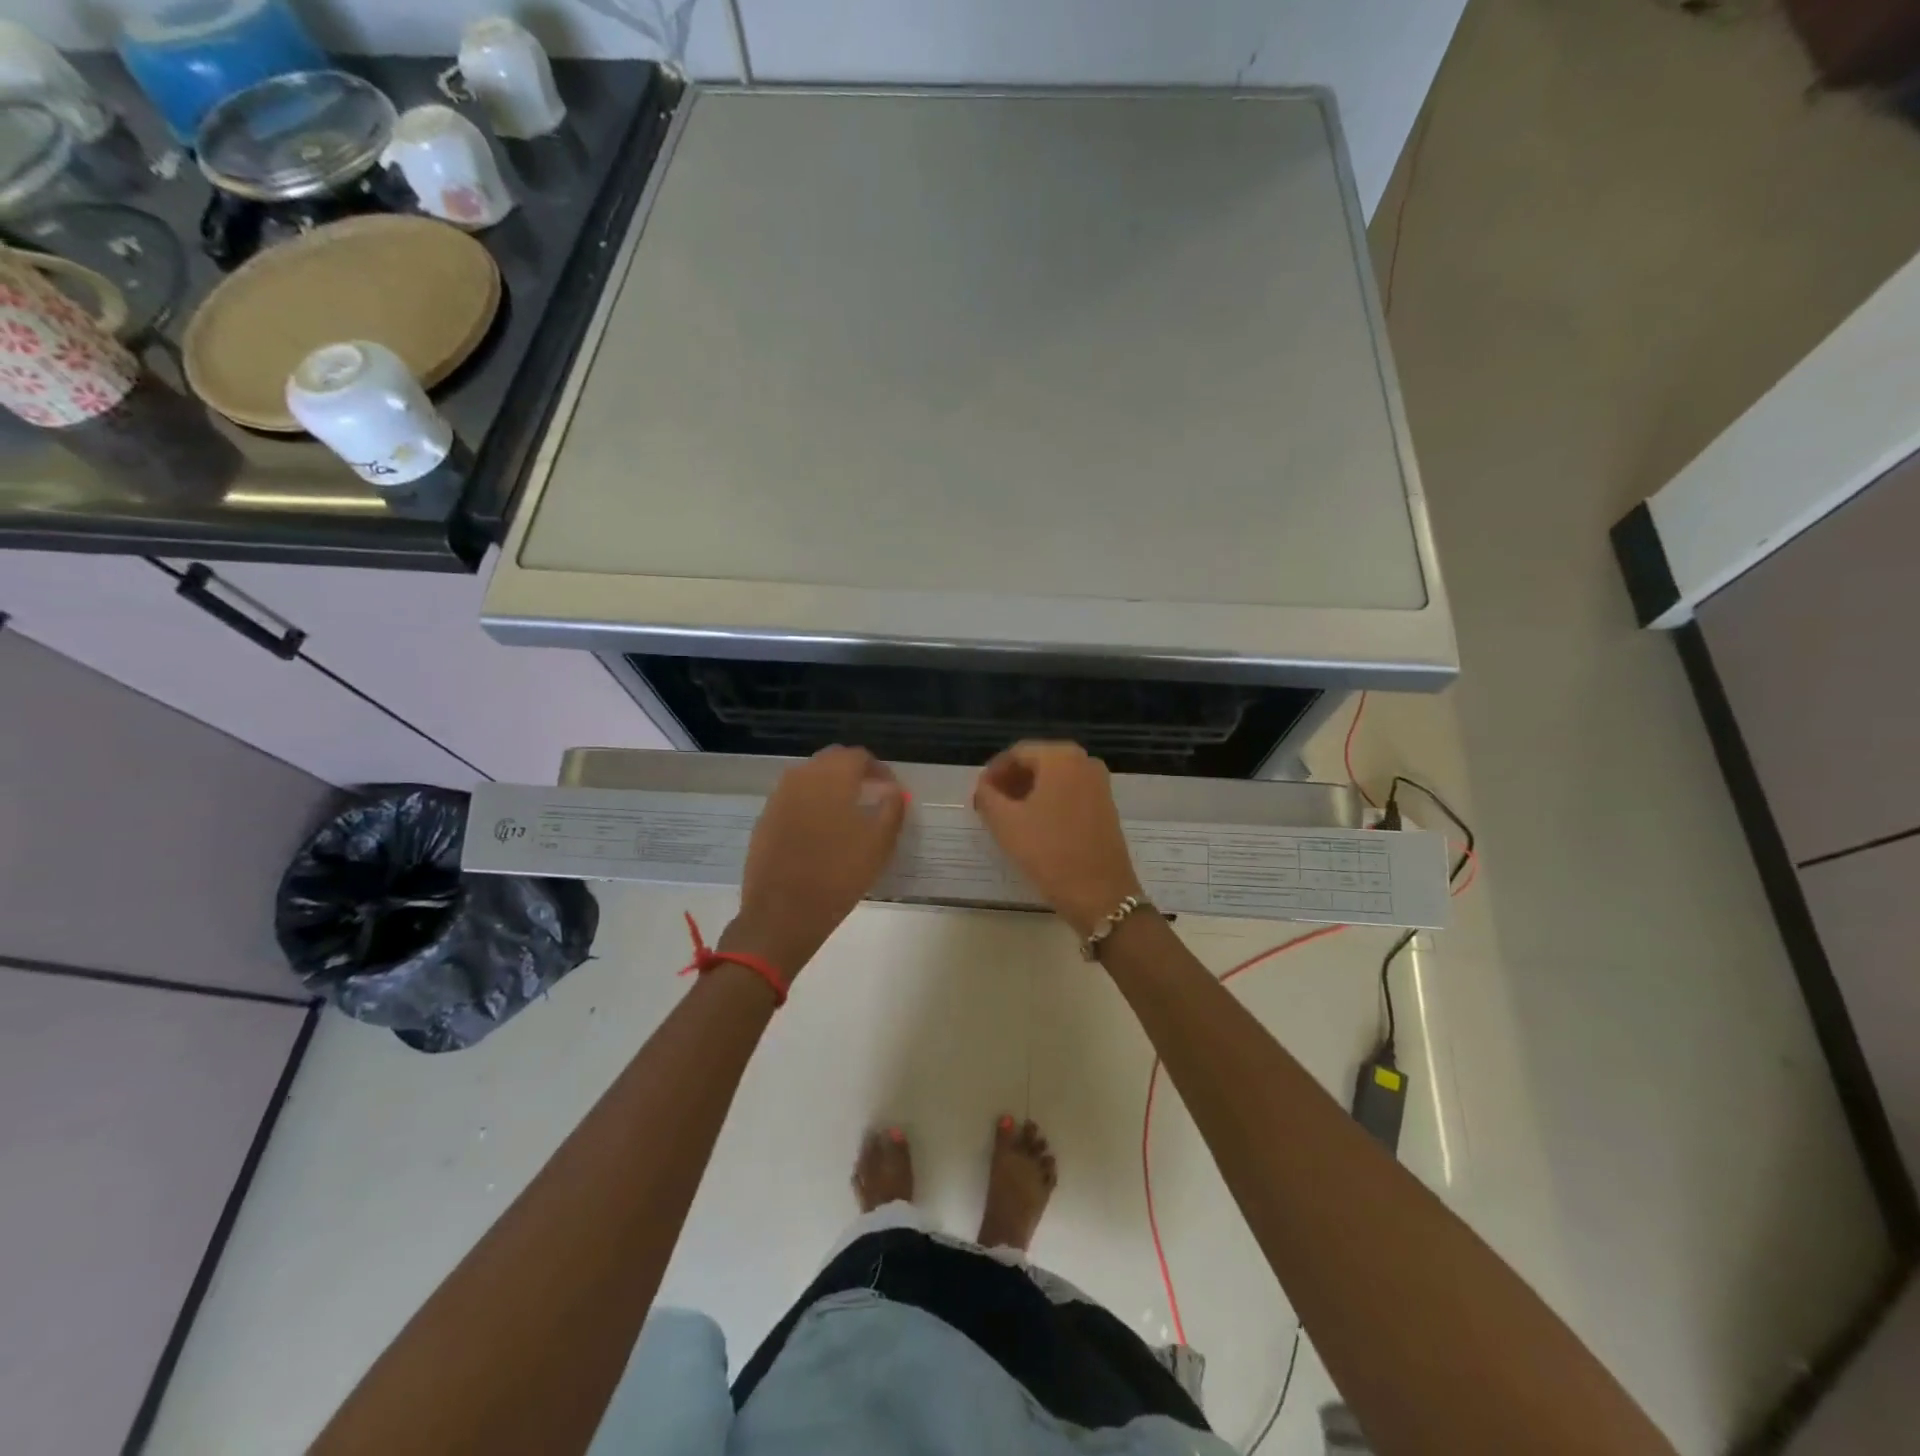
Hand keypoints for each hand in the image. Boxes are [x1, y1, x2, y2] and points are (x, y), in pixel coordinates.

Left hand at [724, 746, 906, 977]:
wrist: (782, 913)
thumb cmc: (839, 875)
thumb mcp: (879, 843)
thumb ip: (892, 808)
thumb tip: (894, 790)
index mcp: (832, 777)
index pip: (858, 756)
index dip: (878, 769)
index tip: (889, 789)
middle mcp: (802, 777)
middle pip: (831, 760)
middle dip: (852, 772)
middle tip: (870, 795)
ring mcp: (778, 797)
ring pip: (809, 777)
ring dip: (829, 786)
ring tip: (846, 812)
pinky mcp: (765, 818)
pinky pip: (792, 798)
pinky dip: (809, 803)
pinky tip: (819, 830)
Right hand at [973, 741, 1143, 937]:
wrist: (1100, 894)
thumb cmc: (1049, 852)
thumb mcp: (1006, 823)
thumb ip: (987, 796)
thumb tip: (984, 786)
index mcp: (1061, 757)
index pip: (1016, 753)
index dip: (993, 772)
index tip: (978, 794)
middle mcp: (1084, 761)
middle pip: (1037, 763)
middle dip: (1011, 781)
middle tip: (989, 805)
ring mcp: (1099, 783)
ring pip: (1054, 779)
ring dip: (1028, 792)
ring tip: (1007, 817)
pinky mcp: (1105, 806)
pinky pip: (1069, 793)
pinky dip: (1048, 801)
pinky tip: (1033, 825)